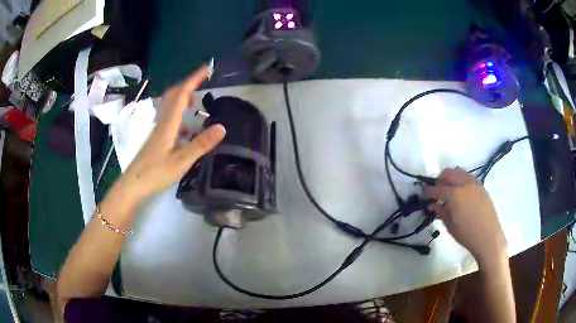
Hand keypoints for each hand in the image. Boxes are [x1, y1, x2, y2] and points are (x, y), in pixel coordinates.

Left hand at [117, 66, 225, 204]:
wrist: (133, 185)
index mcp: (168, 123)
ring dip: (183, 97)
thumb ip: (201, 144)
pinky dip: (179, 112)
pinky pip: (169, 117)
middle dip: (188, 84)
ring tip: (197, 101)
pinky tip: (186, 125)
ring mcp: (157, 130)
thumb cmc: (156, 173)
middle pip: (173, 95)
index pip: (181, 94)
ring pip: (169, 105)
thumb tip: (222, 127)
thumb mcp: (181, 160)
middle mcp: (162, 122)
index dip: (194, 79)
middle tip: (203, 82)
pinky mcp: (156, 138)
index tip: (206, 67)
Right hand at [423, 168, 506, 265]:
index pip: (437, 188)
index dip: (428, 190)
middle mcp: (464, 184)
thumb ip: (441, 212)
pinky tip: (460, 193)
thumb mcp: (450, 225)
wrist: (489, 237)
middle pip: (448, 173)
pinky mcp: (481, 186)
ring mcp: (474, 183)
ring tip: (448, 190)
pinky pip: (468, 177)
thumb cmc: (467, 235)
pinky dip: (460, 180)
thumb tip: (432, 204)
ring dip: (450, 178)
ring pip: (459, 172)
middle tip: (436, 191)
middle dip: (439, 180)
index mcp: (455, 194)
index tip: (423, 192)